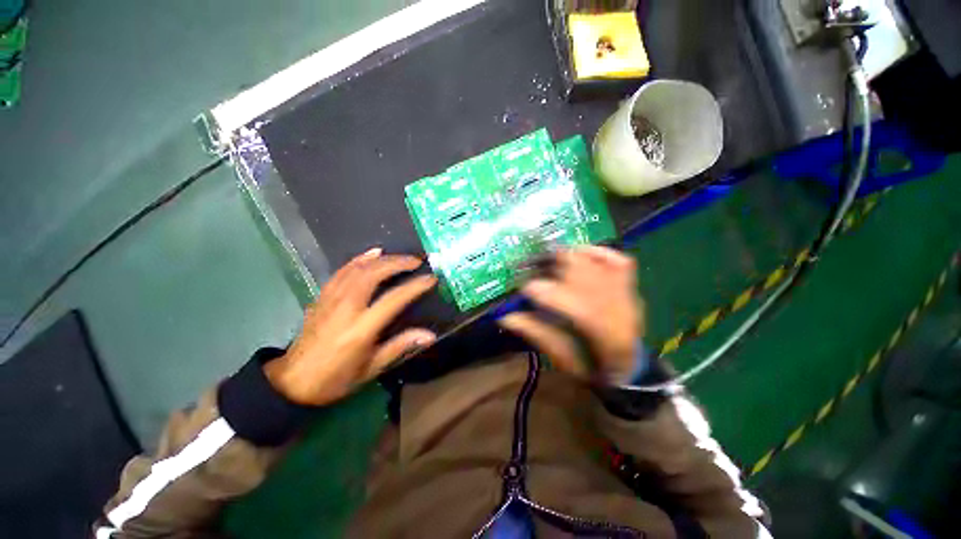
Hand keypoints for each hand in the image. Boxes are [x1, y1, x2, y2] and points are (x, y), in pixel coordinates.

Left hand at [265, 248, 436, 405]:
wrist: (292, 382)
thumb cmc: (335, 379)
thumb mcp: (371, 368)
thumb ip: (400, 347)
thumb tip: (430, 336)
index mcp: (361, 329)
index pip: (393, 299)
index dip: (414, 286)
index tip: (430, 278)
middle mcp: (346, 308)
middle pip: (373, 275)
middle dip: (398, 263)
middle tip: (417, 261)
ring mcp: (331, 299)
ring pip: (358, 269)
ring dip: (382, 259)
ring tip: (401, 256)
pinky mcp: (322, 297)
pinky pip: (342, 271)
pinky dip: (360, 259)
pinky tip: (372, 254)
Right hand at [499, 246, 642, 384]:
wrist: (629, 368)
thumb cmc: (592, 367)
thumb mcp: (562, 358)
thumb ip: (537, 334)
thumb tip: (507, 317)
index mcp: (604, 337)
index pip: (575, 306)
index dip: (547, 293)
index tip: (525, 288)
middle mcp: (620, 313)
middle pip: (586, 277)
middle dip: (556, 266)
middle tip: (535, 267)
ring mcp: (628, 297)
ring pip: (599, 267)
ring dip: (571, 258)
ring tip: (552, 258)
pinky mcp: (629, 288)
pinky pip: (619, 261)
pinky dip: (598, 252)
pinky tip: (580, 252)